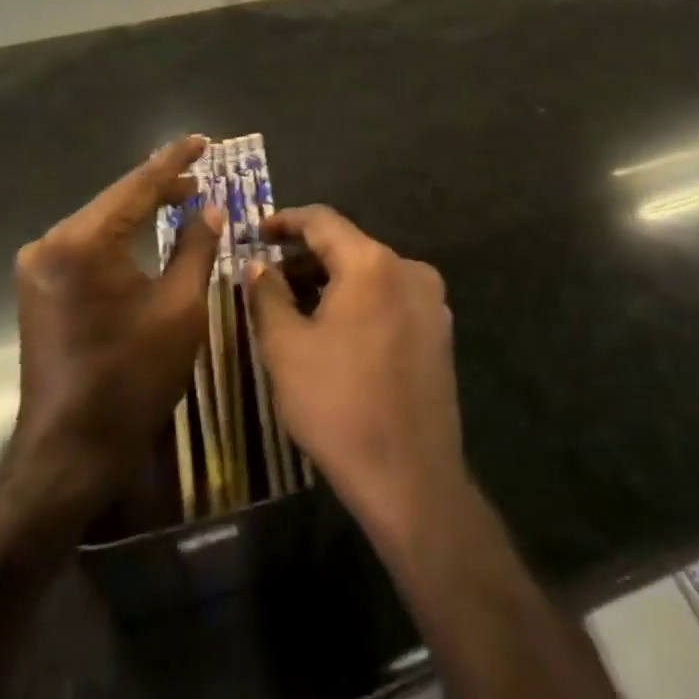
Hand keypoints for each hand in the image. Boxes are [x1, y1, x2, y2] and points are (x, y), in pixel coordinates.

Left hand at [9, 136, 223, 495]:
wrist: (71, 449)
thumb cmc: (133, 376)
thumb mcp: (179, 308)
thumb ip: (196, 247)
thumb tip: (211, 207)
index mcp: (82, 242)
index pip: (136, 186)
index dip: (174, 162)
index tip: (203, 140)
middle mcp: (49, 243)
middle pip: (115, 202)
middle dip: (159, 188)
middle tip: (202, 176)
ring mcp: (37, 267)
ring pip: (100, 224)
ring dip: (139, 213)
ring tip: (182, 198)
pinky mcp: (38, 287)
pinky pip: (87, 247)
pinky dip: (120, 238)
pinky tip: (146, 234)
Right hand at [244, 206, 466, 547]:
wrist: (410, 477)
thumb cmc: (338, 405)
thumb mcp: (286, 348)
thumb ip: (267, 294)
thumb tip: (258, 264)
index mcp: (372, 264)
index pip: (323, 221)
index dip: (286, 221)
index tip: (257, 232)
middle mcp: (409, 270)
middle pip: (349, 246)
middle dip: (306, 257)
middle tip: (269, 277)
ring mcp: (432, 302)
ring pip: (371, 274)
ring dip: (332, 282)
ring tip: (297, 306)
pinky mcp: (440, 332)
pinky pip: (391, 299)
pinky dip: (360, 302)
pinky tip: (336, 330)